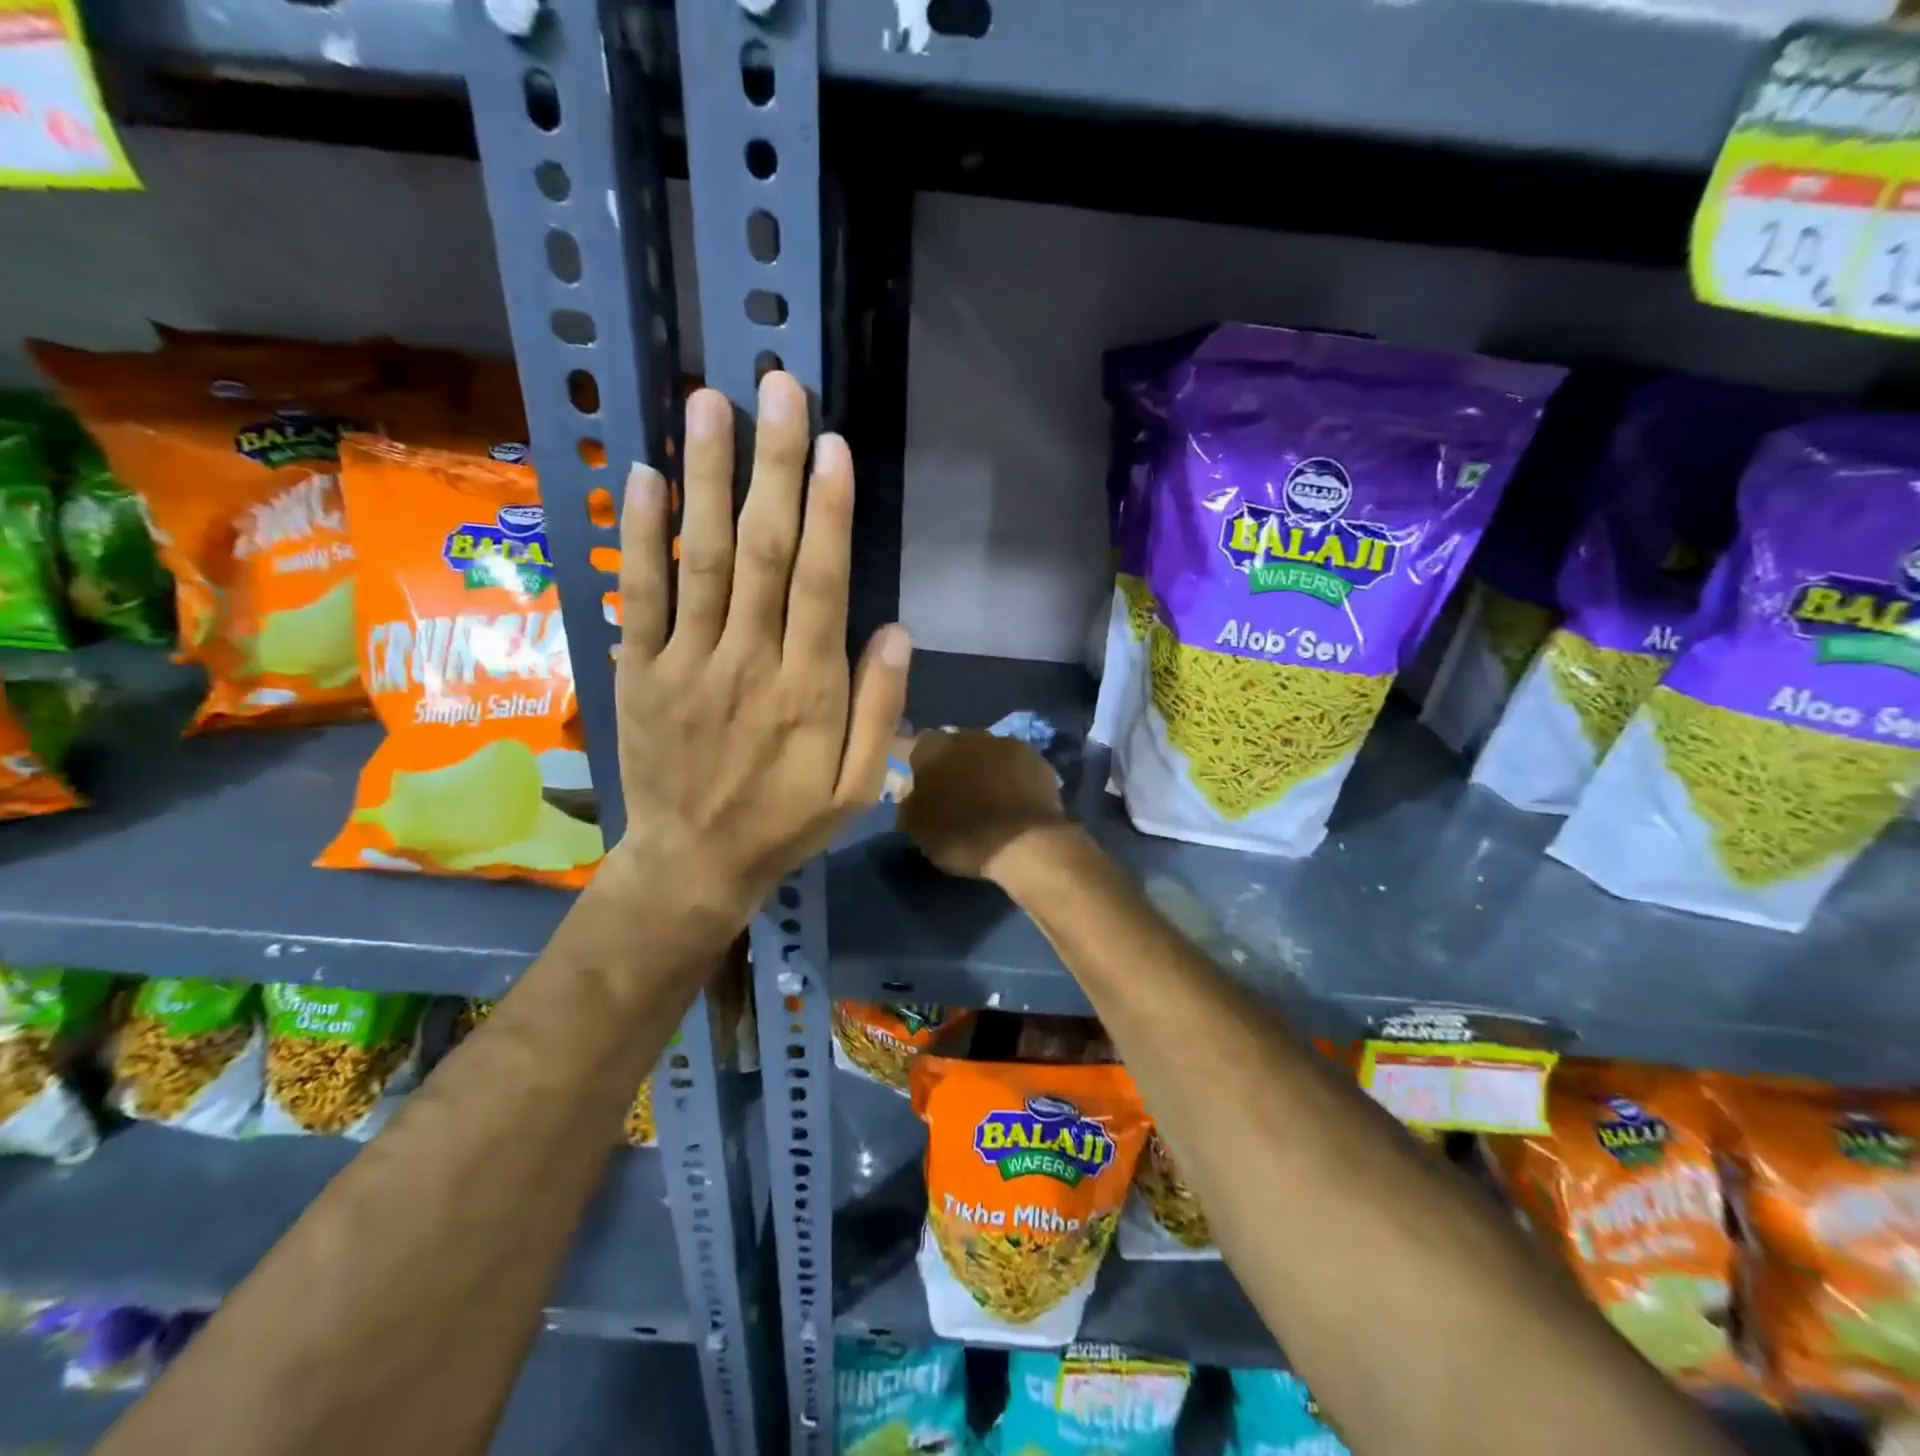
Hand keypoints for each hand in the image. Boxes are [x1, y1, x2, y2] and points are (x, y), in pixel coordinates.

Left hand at [613, 372, 910, 919]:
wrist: (694, 862)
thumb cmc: (786, 822)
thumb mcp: (858, 786)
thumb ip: (880, 709)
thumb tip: (896, 629)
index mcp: (809, 690)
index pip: (822, 585)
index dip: (829, 512)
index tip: (831, 445)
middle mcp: (749, 663)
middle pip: (762, 552)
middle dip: (772, 467)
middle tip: (776, 388)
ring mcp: (686, 663)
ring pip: (698, 559)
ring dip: (705, 478)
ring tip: (708, 403)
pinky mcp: (638, 671)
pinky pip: (636, 596)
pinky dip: (638, 535)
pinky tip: (644, 475)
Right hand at [895, 730, 1069, 880]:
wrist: (1023, 843)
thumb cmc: (961, 836)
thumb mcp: (917, 829)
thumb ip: (910, 803)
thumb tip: (913, 794)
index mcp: (934, 748)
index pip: (921, 748)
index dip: (925, 769)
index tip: (929, 792)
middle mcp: (970, 736)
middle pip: (958, 746)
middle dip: (958, 765)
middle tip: (961, 795)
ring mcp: (1008, 744)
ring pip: (990, 753)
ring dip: (987, 769)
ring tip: (992, 800)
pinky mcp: (1037, 760)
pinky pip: (1018, 766)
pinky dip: (1014, 779)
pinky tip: (1016, 802)